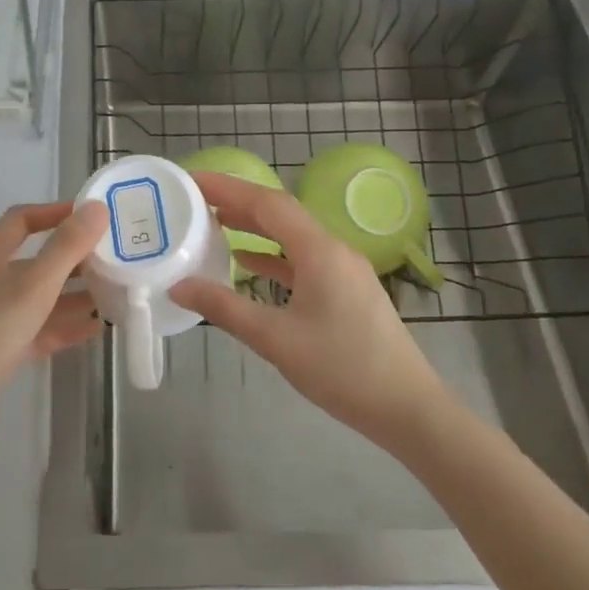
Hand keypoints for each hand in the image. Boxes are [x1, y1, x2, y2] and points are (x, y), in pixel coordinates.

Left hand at [0, 200, 107, 463]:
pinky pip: (35, 329)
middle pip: (32, 260)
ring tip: (113, 293)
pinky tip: (94, 330)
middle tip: (112, 258)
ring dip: (72, 295)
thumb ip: (66, 247)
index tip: (92, 217)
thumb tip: (96, 208)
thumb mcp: (33, 286)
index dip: (55, 213)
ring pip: (36, 298)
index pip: (21, 221)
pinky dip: (62, 326)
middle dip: (72, 258)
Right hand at [170, 172, 445, 451]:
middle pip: (280, 213)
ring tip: (214, 223)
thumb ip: (225, 309)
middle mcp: (333, 249)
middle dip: (237, 202)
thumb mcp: (276, 340)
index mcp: (319, 250)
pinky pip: (303, 259)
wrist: (409, 409)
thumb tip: (179, 287)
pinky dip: (273, 255)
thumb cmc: (343, 369)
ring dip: (255, 227)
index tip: (192, 180)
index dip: (227, 187)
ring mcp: (344, 270)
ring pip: (292, 236)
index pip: (267, 203)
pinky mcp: (348, 291)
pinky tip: (248, 264)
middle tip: (196, 199)